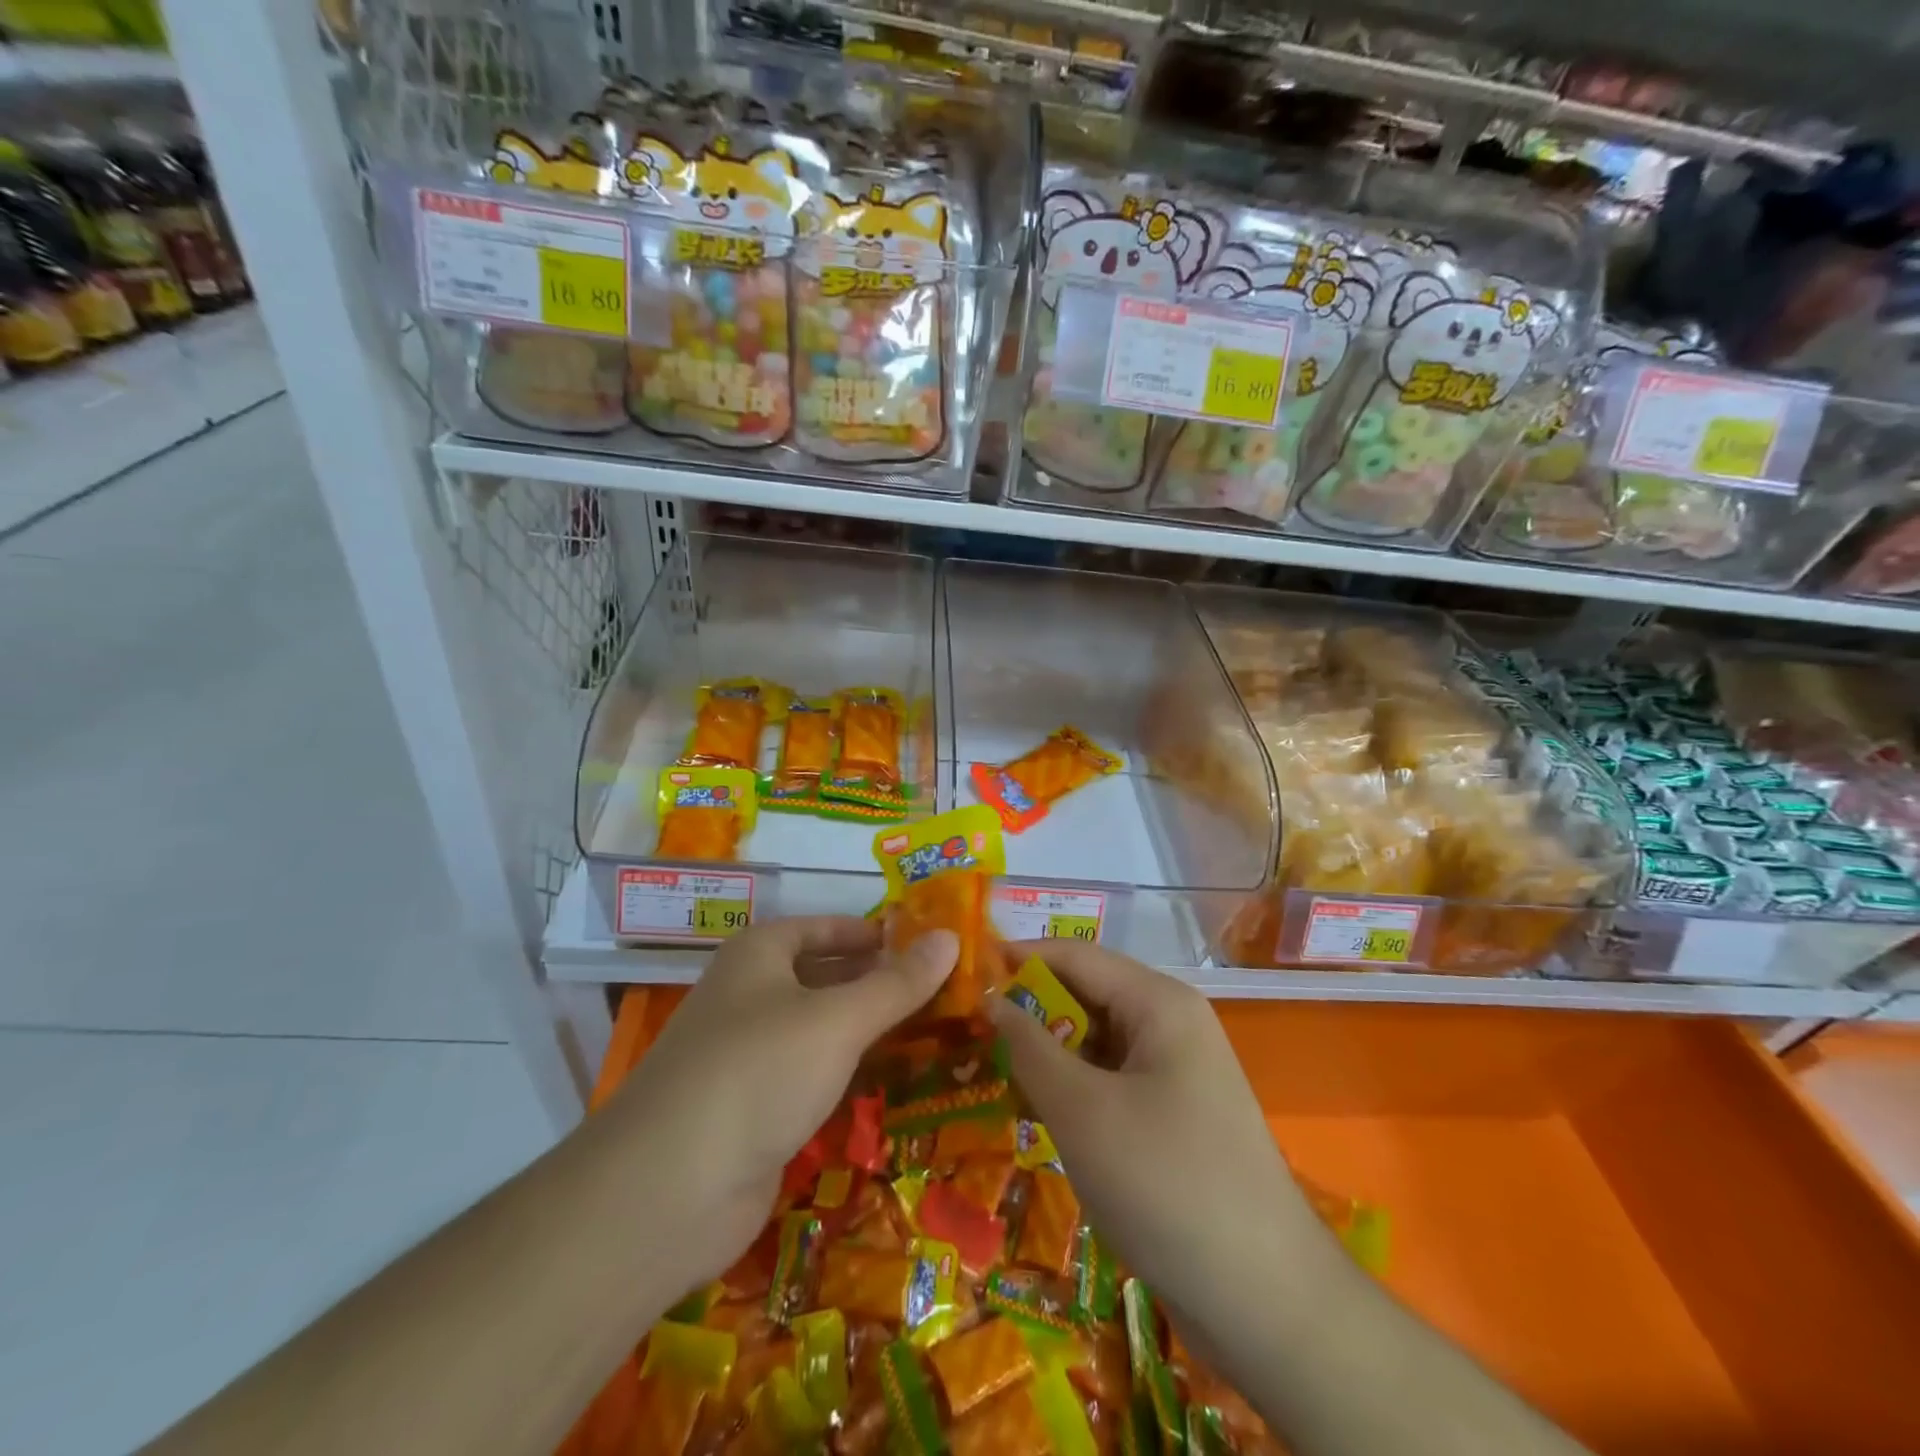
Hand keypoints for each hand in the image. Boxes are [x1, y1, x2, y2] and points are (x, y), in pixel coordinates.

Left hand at [607, 916, 956, 1287]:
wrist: (667, 1192)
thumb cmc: (757, 1072)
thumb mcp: (838, 1020)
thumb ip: (898, 983)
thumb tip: (951, 937)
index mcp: (760, 954)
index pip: (827, 927)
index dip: (876, 933)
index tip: (929, 945)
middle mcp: (750, 995)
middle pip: (826, 976)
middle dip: (879, 983)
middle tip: (947, 991)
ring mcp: (749, 1055)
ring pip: (821, 1030)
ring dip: (869, 1031)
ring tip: (936, 1032)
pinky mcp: (754, 1110)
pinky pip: (812, 1076)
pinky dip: (849, 1074)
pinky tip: (892, 1082)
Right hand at [988, 941, 1334, 1341]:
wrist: (1266, 1302)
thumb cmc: (1165, 1184)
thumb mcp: (1081, 1110)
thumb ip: (1028, 1046)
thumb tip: (990, 999)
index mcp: (1158, 1002)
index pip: (1074, 956)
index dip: (1017, 959)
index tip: (962, 978)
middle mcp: (1170, 1024)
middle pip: (1085, 997)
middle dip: (1028, 1013)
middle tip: (966, 1035)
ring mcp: (1176, 1071)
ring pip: (1095, 1043)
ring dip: (1046, 1056)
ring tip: (988, 1075)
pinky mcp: (1173, 1115)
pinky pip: (1111, 1081)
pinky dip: (1072, 1090)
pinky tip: (1034, 1115)